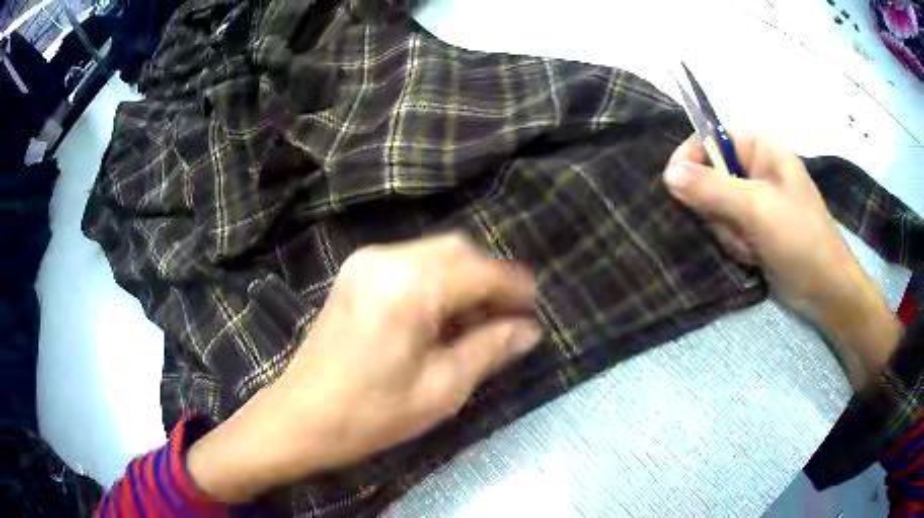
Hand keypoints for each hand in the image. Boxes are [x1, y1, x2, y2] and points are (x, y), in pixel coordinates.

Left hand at [187, 234, 541, 502]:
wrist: (300, 417)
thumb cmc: (370, 415)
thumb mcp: (441, 390)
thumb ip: (489, 350)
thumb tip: (528, 330)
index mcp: (408, 287)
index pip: (480, 272)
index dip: (515, 288)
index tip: (537, 308)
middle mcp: (386, 259)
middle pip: (458, 250)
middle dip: (491, 279)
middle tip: (510, 316)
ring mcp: (366, 262)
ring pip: (436, 253)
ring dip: (465, 279)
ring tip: (481, 320)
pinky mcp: (356, 273)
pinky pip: (412, 263)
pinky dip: (438, 281)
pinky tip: (444, 315)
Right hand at [663, 133, 899, 387]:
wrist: (825, 289)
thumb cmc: (799, 239)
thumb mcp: (756, 209)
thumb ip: (711, 188)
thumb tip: (668, 173)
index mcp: (759, 146)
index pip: (709, 138)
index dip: (690, 160)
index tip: (677, 190)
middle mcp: (755, 166)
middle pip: (709, 176)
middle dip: (719, 209)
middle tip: (740, 228)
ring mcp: (755, 197)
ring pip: (715, 207)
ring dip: (728, 232)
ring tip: (752, 245)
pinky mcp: (755, 224)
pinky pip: (726, 227)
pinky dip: (735, 244)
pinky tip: (754, 255)